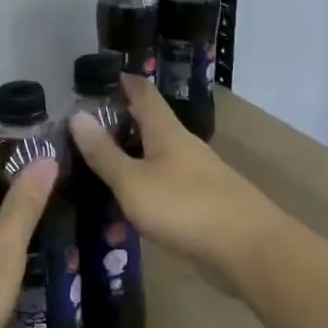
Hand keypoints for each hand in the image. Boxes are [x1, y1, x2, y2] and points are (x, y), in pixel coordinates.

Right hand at [68, 77, 285, 288]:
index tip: (99, 76)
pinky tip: (131, 200)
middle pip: (151, 124)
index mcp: (166, 132)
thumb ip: (104, 153)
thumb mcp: (133, 182)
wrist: (250, 250)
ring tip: (100, 165)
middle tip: (84, 127)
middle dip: (121, 122)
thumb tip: (77, 114)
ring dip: (132, 156)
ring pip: (157, 156)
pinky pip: (167, 184)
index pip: (143, 93)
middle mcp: (183, 146)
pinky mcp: (204, 203)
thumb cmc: (186, 207)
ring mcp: (197, 175)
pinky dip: (145, 184)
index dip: (123, 81)